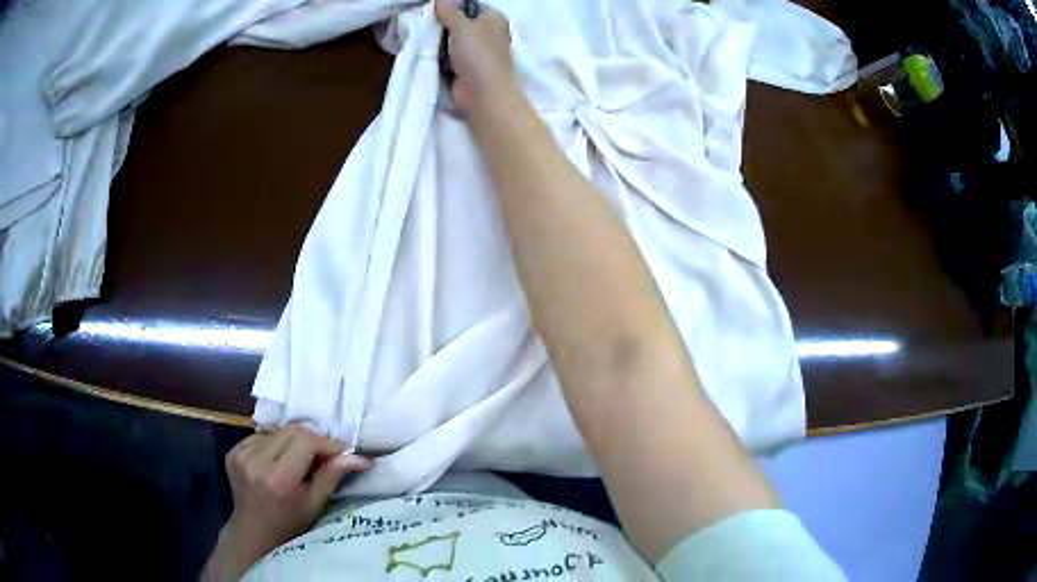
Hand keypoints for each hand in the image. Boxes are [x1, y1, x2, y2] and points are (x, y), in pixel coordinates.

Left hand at [202, 425, 367, 579]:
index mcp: (278, 478)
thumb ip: (332, 476)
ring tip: (299, 460)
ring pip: (276, 431)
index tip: (340, 451)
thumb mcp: (315, 505)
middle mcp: (256, 461)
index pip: (305, 440)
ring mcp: (240, 454)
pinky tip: (278, 461)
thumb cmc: (290, 525)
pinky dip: (274, 444)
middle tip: (323, 455)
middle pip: (291, 430)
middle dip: (311, 439)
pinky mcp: (233, 451)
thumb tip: (357, 457)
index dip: (326, 442)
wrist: (253, 533)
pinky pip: (261, 436)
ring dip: (292, 441)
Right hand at [436, 0, 519, 111]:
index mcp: (493, 18)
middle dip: (442, 25)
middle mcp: (488, 33)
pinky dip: (440, 57)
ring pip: (452, 41)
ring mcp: (477, 52)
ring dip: (438, 43)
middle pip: (459, 23)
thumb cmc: (478, 53)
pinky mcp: (466, 69)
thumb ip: (449, 11)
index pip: (471, 6)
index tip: (434, 10)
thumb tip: (441, 0)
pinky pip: (449, 57)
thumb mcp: (462, 25)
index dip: (453, 6)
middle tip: (425, 25)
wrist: (483, 93)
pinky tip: (428, 55)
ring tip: (424, 40)